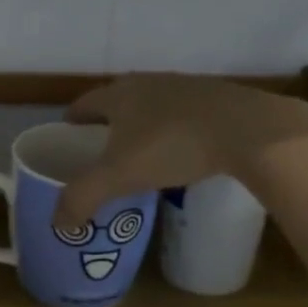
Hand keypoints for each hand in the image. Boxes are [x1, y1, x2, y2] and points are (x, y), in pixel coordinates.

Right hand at [53, 75, 307, 227]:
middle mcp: (149, 83)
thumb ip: (82, 198)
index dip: (72, 123)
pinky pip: (184, 116)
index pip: (83, 104)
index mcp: (119, 94)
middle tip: (100, 155)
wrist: (250, 130)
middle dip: (106, 126)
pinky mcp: (218, 99)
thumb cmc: (173, 146)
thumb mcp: (119, 176)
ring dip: (142, 127)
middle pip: (117, 103)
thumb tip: (57, 224)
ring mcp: (186, 87)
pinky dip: (175, 132)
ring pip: (152, 107)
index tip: (67, 142)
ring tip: (140, 157)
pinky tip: (183, 154)